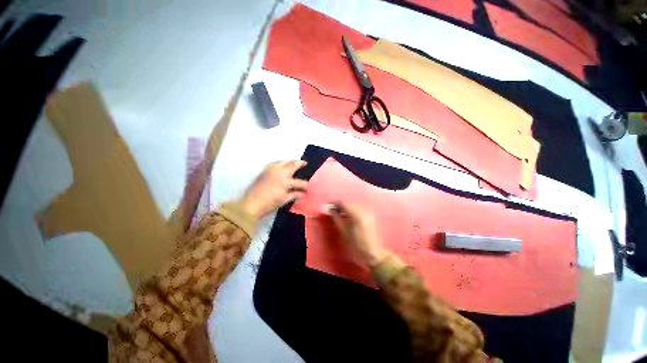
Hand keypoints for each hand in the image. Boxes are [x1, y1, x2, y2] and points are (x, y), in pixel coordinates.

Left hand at [240, 160, 307, 218]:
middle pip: (292, 165)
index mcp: (286, 181)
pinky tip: (281, 165)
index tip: (308, 187)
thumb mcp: (284, 200)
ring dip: (290, 161)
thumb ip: (294, 195)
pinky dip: (280, 162)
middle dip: (299, 163)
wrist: (251, 204)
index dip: (305, 185)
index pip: (299, 182)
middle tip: (304, 163)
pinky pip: (274, 163)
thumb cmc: (269, 204)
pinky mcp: (264, 171)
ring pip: (283, 161)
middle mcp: (280, 172)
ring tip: (294, 162)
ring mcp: (271, 170)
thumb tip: (303, 194)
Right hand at [329, 202, 387, 265]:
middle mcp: (363, 210)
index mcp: (356, 214)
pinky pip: (360, 210)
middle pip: (349, 204)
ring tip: (341, 216)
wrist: (373, 255)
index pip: (343, 203)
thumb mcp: (344, 232)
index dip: (335, 203)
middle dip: (341, 207)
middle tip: (334, 212)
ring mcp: (369, 213)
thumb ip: (337, 219)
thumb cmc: (356, 246)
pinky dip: (354, 212)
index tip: (329, 206)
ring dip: (347, 209)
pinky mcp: (371, 217)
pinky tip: (350, 219)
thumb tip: (331, 210)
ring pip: (355, 206)